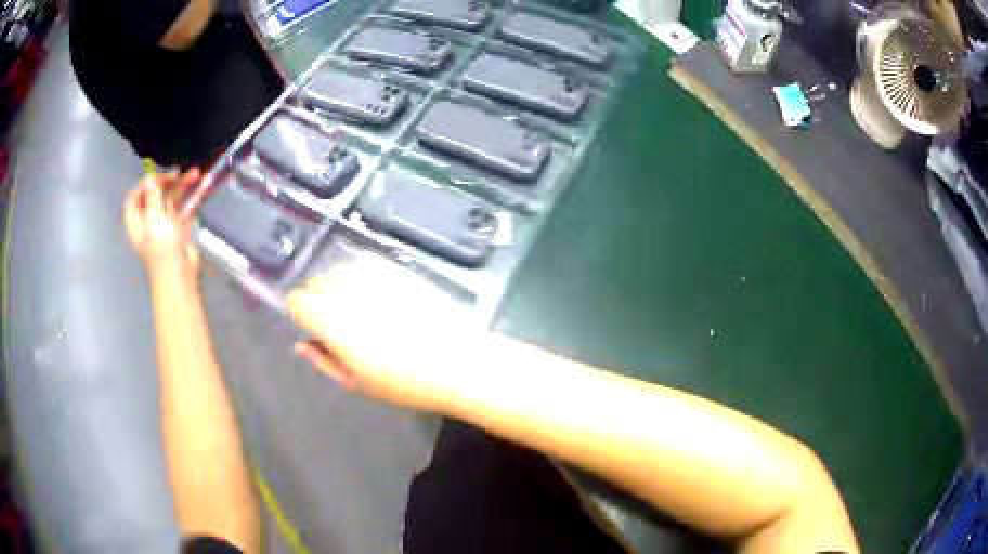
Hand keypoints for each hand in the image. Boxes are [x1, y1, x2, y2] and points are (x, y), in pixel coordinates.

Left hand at [124, 170, 201, 272]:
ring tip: (196, 174)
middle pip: (154, 196)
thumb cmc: (161, 245)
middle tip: (178, 174)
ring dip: (183, 186)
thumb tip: (149, 177)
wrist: (178, 271)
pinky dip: (193, 197)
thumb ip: (152, 194)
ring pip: (172, 200)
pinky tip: (205, 185)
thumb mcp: (153, 216)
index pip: (135, 197)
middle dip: (166, 182)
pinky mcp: (179, 229)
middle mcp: (148, 221)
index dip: (143, 184)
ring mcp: (164, 225)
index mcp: (137, 221)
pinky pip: (185, 208)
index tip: (156, 175)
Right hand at [287, 254, 481, 410]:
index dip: (302, 314)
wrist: (459, 362)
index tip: (314, 328)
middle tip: (339, 323)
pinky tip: (377, 294)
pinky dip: (362, 274)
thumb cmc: (406, 383)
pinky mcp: (398, 269)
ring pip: (340, 269)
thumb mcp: (358, 383)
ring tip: (360, 308)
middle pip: (316, 282)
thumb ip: (324, 360)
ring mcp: (375, 276)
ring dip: (340, 285)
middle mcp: (348, 291)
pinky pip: (366, 262)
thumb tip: (302, 345)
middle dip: (319, 299)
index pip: (298, 301)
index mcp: (332, 321)